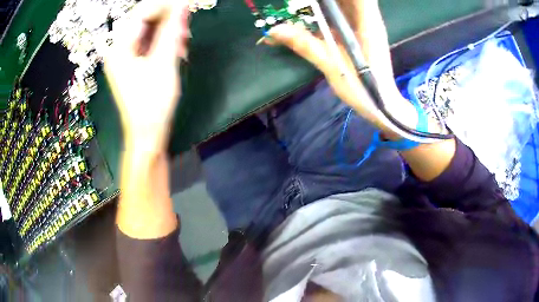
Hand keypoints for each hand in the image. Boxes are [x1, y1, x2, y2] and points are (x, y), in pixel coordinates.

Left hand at [104, 0, 189, 151]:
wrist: (148, 134)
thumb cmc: (152, 102)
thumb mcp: (164, 62)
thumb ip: (172, 30)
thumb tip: (182, 5)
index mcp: (120, 48)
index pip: (141, 13)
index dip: (165, 6)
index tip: (186, 5)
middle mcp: (119, 50)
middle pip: (145, 21)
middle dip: (168, 20)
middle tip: (187, 26)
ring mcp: (126, 57)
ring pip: (149, 32)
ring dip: (169, 32)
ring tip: (184, 41)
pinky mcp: (134, 64)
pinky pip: (150, 44)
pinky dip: (165, 43)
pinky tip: (177, 49)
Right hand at [268, 0, 416, 134]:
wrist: (381, 105)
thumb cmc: (363, 88)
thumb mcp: (332, 65)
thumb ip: (305, 44)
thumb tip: (274, 30)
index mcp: (368, 23)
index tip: (316, 0)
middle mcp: (370, 19)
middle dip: (328, 0)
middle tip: (303, 3)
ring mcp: (366, 25)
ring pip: (348, 4)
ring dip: (328, 4)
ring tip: (306, 6)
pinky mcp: (361, 33)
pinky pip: (346, 14)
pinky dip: (330, 11)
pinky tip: (315, 14)